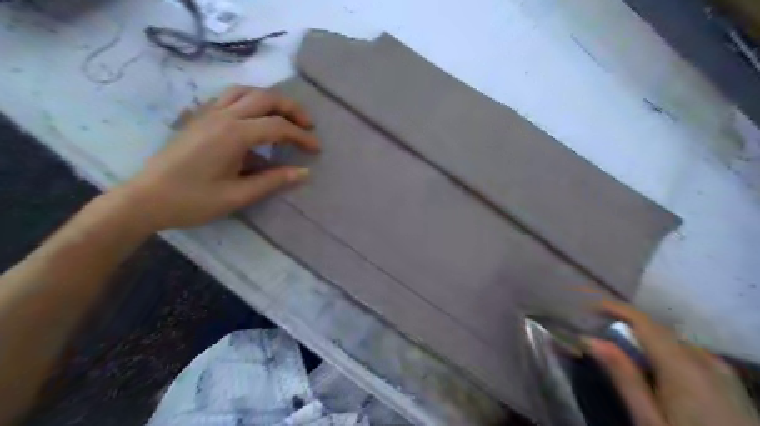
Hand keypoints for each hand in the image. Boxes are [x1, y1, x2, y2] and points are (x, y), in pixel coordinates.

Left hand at [114, 84, 318, 231]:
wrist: (145, 199)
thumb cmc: (192, 201)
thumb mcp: (237, 196)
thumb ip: (273, 181)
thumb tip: (304, 172)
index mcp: (234, 135)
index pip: (278, 127)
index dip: (301, 136)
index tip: (316, 149)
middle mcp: (222, 115)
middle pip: (265, 98)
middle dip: (291, 109)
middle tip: (307, 125)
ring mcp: (207, 113)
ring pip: (245, 91)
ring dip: (269, 99)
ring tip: (283, 116)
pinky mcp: (198, 117)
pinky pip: (228, 97)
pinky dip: (248, 100)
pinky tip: (253, 117)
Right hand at [583, 300, 756, 425]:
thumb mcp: (649, 420)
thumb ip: (623, 376)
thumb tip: (590, 339)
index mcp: (683, 366)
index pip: (644, 322)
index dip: (617, 309)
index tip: (591, 306)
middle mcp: (705, 360)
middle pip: (659, 331)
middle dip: (628, 327)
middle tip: (601, 336)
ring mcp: (723, 372)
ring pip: (674, 342)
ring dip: (647, 341)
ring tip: (625, 353)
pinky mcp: (731, 384)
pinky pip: (691, 354)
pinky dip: (666, 353)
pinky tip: (658, 371)